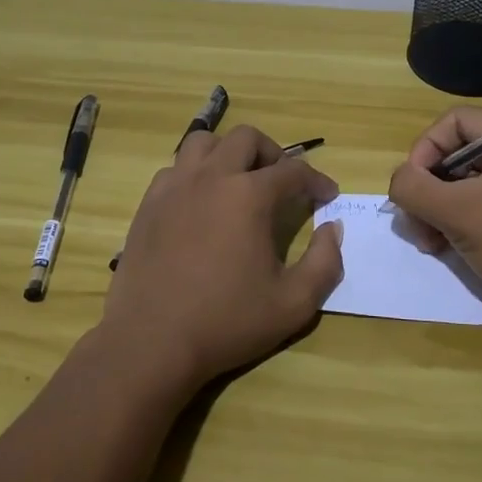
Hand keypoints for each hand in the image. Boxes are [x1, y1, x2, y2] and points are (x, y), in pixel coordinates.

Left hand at [104, 126, 344, 388]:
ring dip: (229, 153)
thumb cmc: (226, 323)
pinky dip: (196, 173)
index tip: (327, 196)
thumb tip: (332, 229)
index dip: (317, 181)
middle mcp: (211, 177)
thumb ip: (325, 263)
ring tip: (239, 181)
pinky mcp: (149, 203)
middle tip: (283, 183)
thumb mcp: (293, 304)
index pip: (293, 171)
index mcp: (248, 196)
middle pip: (246, 139)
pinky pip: (175, 168)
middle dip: (273, 154)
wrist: (151, 342)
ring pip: (204, 142)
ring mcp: (174, 187)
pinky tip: (202, 202)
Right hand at [386, 108, 481, 330]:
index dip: (424, 151)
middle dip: (431, 188)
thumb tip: (399, 180)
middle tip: (414, 223)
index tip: (411, 189)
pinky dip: (464, 216)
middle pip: (462, 151)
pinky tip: (446, 245)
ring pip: (472, 178)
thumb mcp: (458, 213)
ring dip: (441, 207)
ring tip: (428, 241)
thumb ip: (414, 187)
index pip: (456, 122)